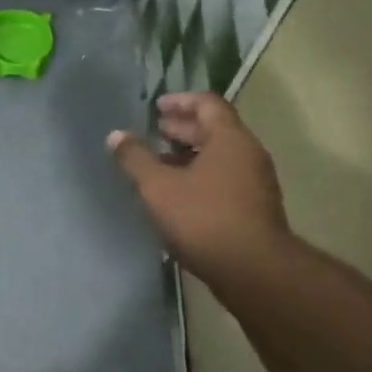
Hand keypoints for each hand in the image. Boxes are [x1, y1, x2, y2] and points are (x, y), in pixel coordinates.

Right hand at [107, 92, 290, 283]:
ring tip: (159, 165)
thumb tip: (116, 136)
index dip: (180, 101)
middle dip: (183, 129)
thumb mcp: (158, 187)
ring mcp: (255, 183)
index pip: (207, 104)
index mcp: (230, 139)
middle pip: (215, 130)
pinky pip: (224, 179)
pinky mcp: (254, 208)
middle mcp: (248, 154)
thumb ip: (135, 159)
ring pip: (220, 157)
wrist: (253, 270)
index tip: (156, 107)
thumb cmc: (203, 218)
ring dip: (190, 155)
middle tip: (154, 133)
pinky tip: (177, 195)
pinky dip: (200, 177)